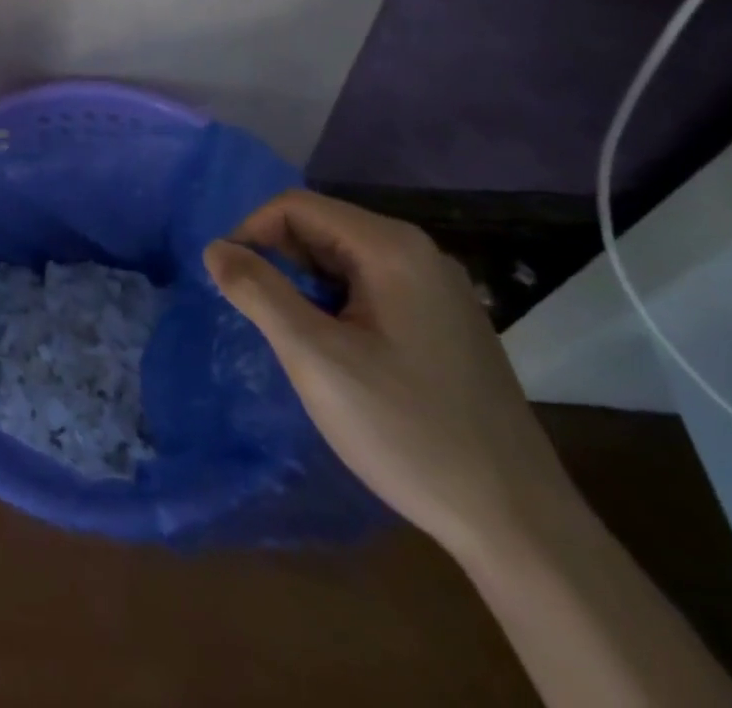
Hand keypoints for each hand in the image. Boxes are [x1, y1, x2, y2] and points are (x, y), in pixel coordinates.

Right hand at [203, 190, 579, 560]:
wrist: (518, 524)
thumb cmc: (407, 431)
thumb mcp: (316, 358)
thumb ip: (258, 292)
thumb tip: (214, 248)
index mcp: (391, 248)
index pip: (296, 206)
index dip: (251, 233)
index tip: (229, 282)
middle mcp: (419, 253)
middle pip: (322, 227)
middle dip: (278, 260)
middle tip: (261, 316)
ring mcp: (438, 288)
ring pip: (344, 258)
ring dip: (305, 284)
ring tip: (295, 337)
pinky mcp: (445, 321)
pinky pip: (371, 286)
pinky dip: (337, 303)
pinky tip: (337, 351)